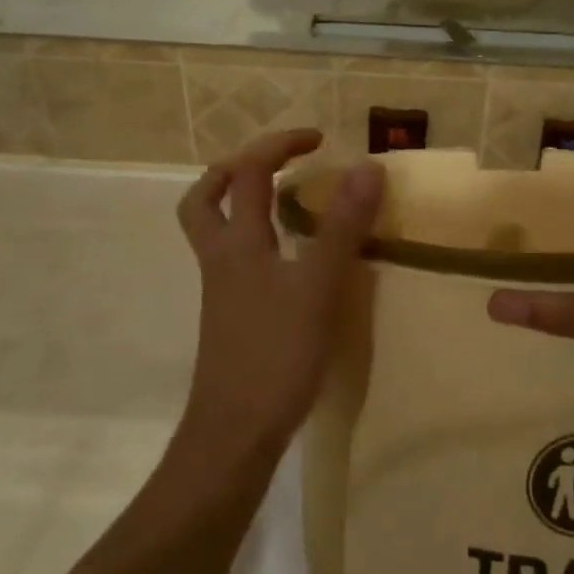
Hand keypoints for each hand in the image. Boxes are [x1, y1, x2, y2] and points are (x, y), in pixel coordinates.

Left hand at [176, 130, 383, 448]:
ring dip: (241, 204)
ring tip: (284, 203)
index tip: (319, 140)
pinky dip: (258, 242)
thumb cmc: (275, 355)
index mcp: (236, 242)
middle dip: (236, 168)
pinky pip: (236, 261)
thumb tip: (367, 167)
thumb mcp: (318, 286)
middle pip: (205, 198)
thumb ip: (342, 227)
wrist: (234, 434)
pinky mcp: (231, 317)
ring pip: (215, 231)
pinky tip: (292, 260)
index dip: (280, 145)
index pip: (248, 172)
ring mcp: (221, 290)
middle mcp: (220, 259)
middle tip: (277, 164)